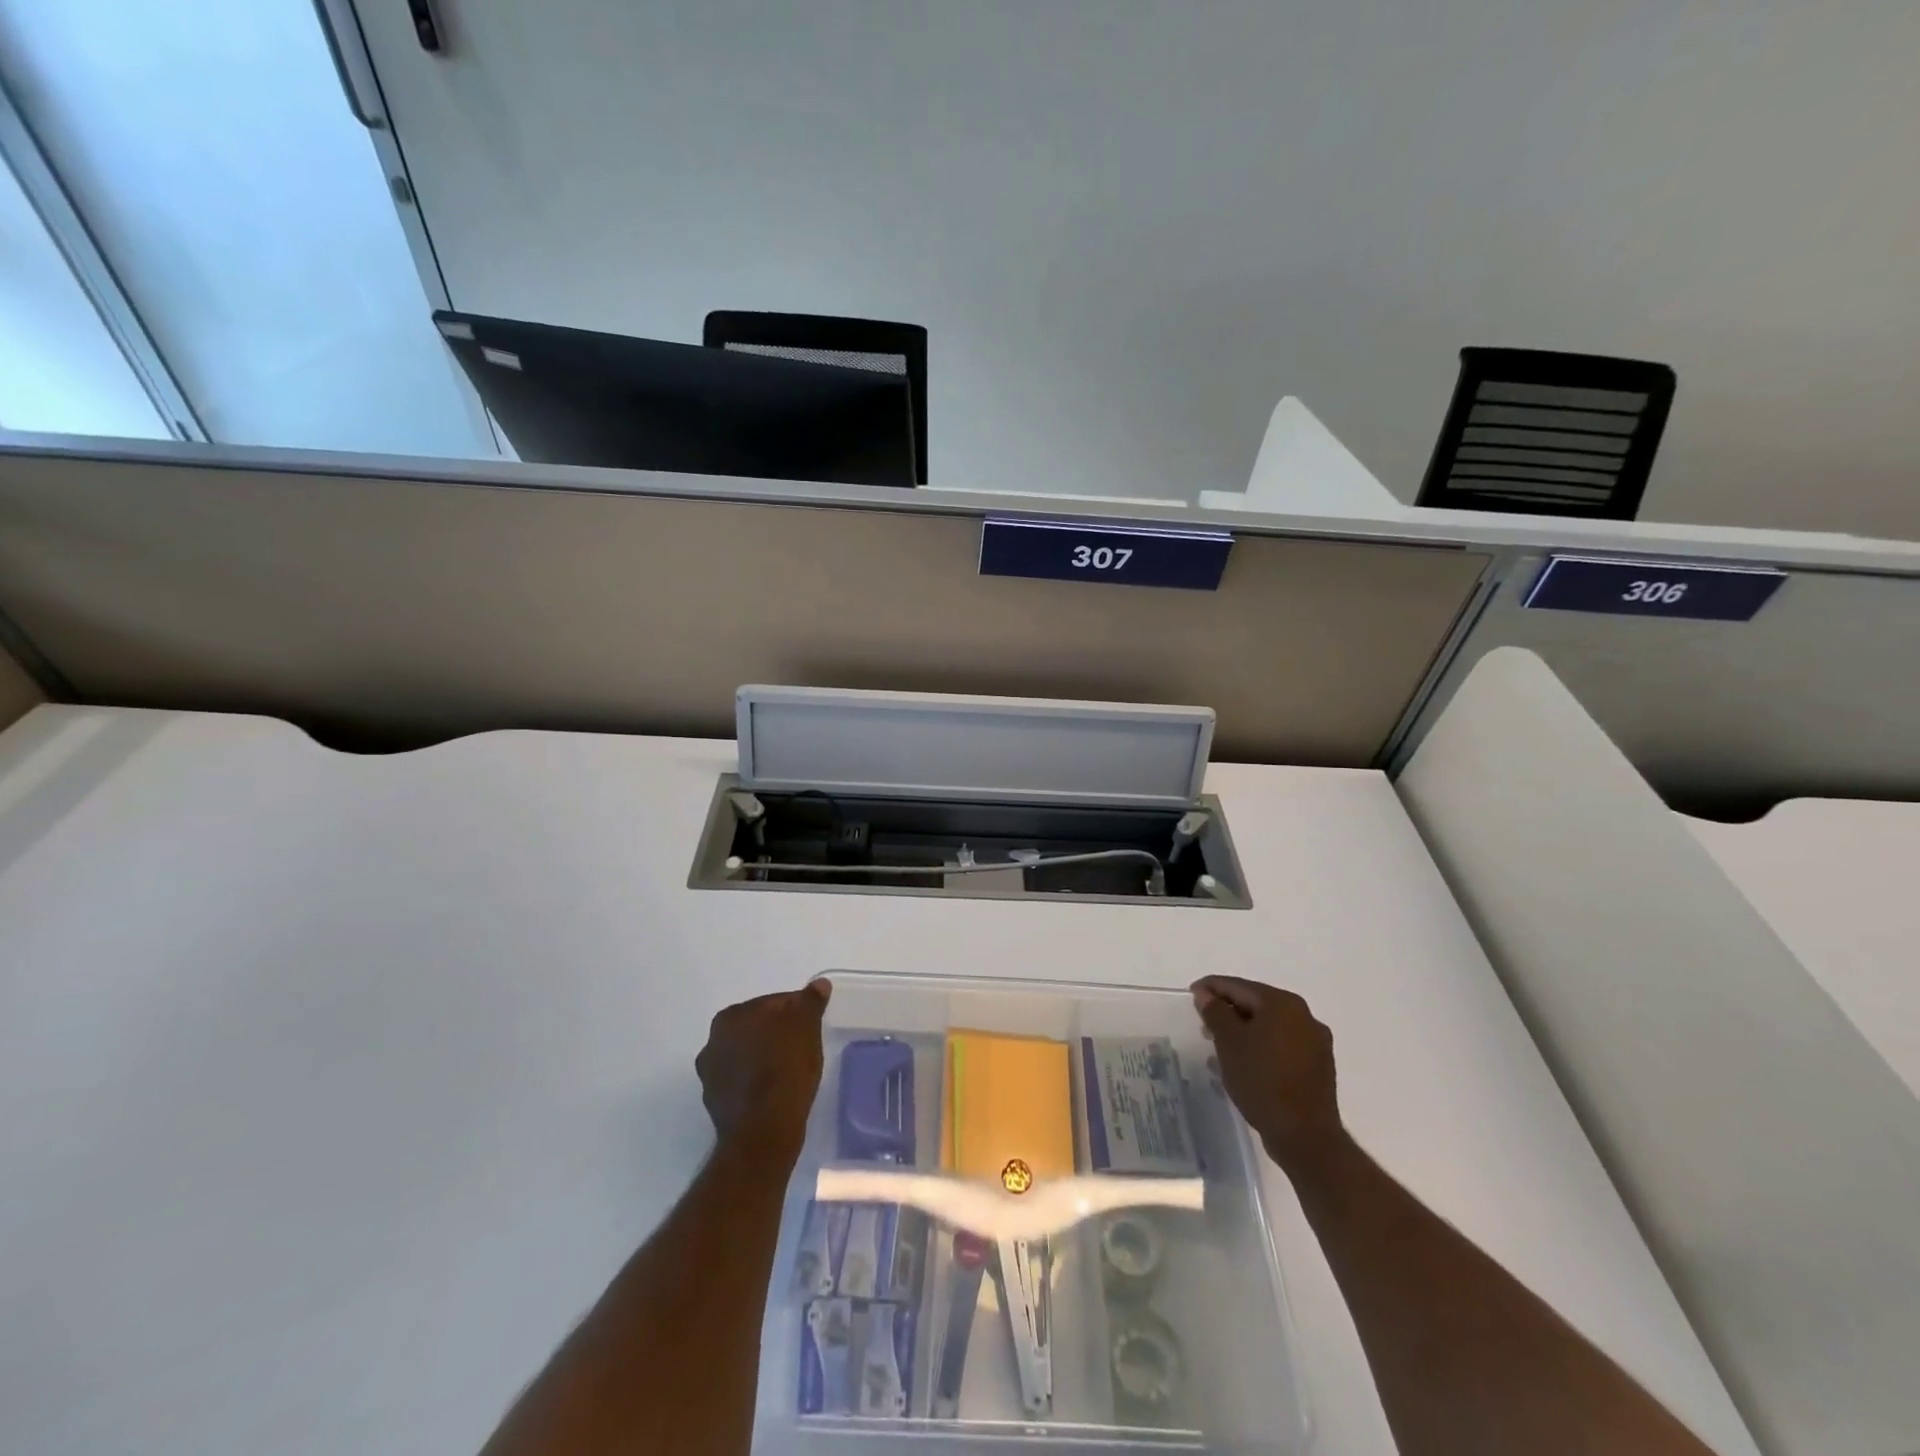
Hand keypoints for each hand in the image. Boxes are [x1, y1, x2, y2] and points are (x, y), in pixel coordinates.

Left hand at [696, 979, 830, 1162]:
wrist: (763, 1132)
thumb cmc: (785, 1069)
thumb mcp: (806, 1027)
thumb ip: (810, 1001)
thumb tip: (818, 984)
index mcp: (732, 1016)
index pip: (774, 1003)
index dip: (798, 1012)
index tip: (812, 1026)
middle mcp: (713, 1041)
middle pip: (758, 1028)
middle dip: (778, 1033)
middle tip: (804, 1047)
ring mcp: (711, 1074)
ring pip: (748, 1055)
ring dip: (765, 1057)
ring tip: (791, 1072)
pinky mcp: (716, 1103)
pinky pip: (743, 1081)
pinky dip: (757, 1082)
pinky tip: (776, 1091)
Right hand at [1192, 976, 1344, 1173]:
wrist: (1305, 1136)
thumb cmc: (1261, 1081)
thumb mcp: (1229, 1042)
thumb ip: (1215, 1012)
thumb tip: (1206, 995)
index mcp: (1282, 1003)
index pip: (1239, 986)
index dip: (1212, 988)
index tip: (1192, 994)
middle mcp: (1304, 1015)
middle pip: (1257, 1003)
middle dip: (1229, 1010)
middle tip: (1204, 1023)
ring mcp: (1315, 1042)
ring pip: (1270, 1025)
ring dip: (1245, 1030)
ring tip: (1222, 1045)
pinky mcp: (1319, 1066)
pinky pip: (1283, 1045)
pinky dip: (1262, 1046)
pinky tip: (1247, 1062)